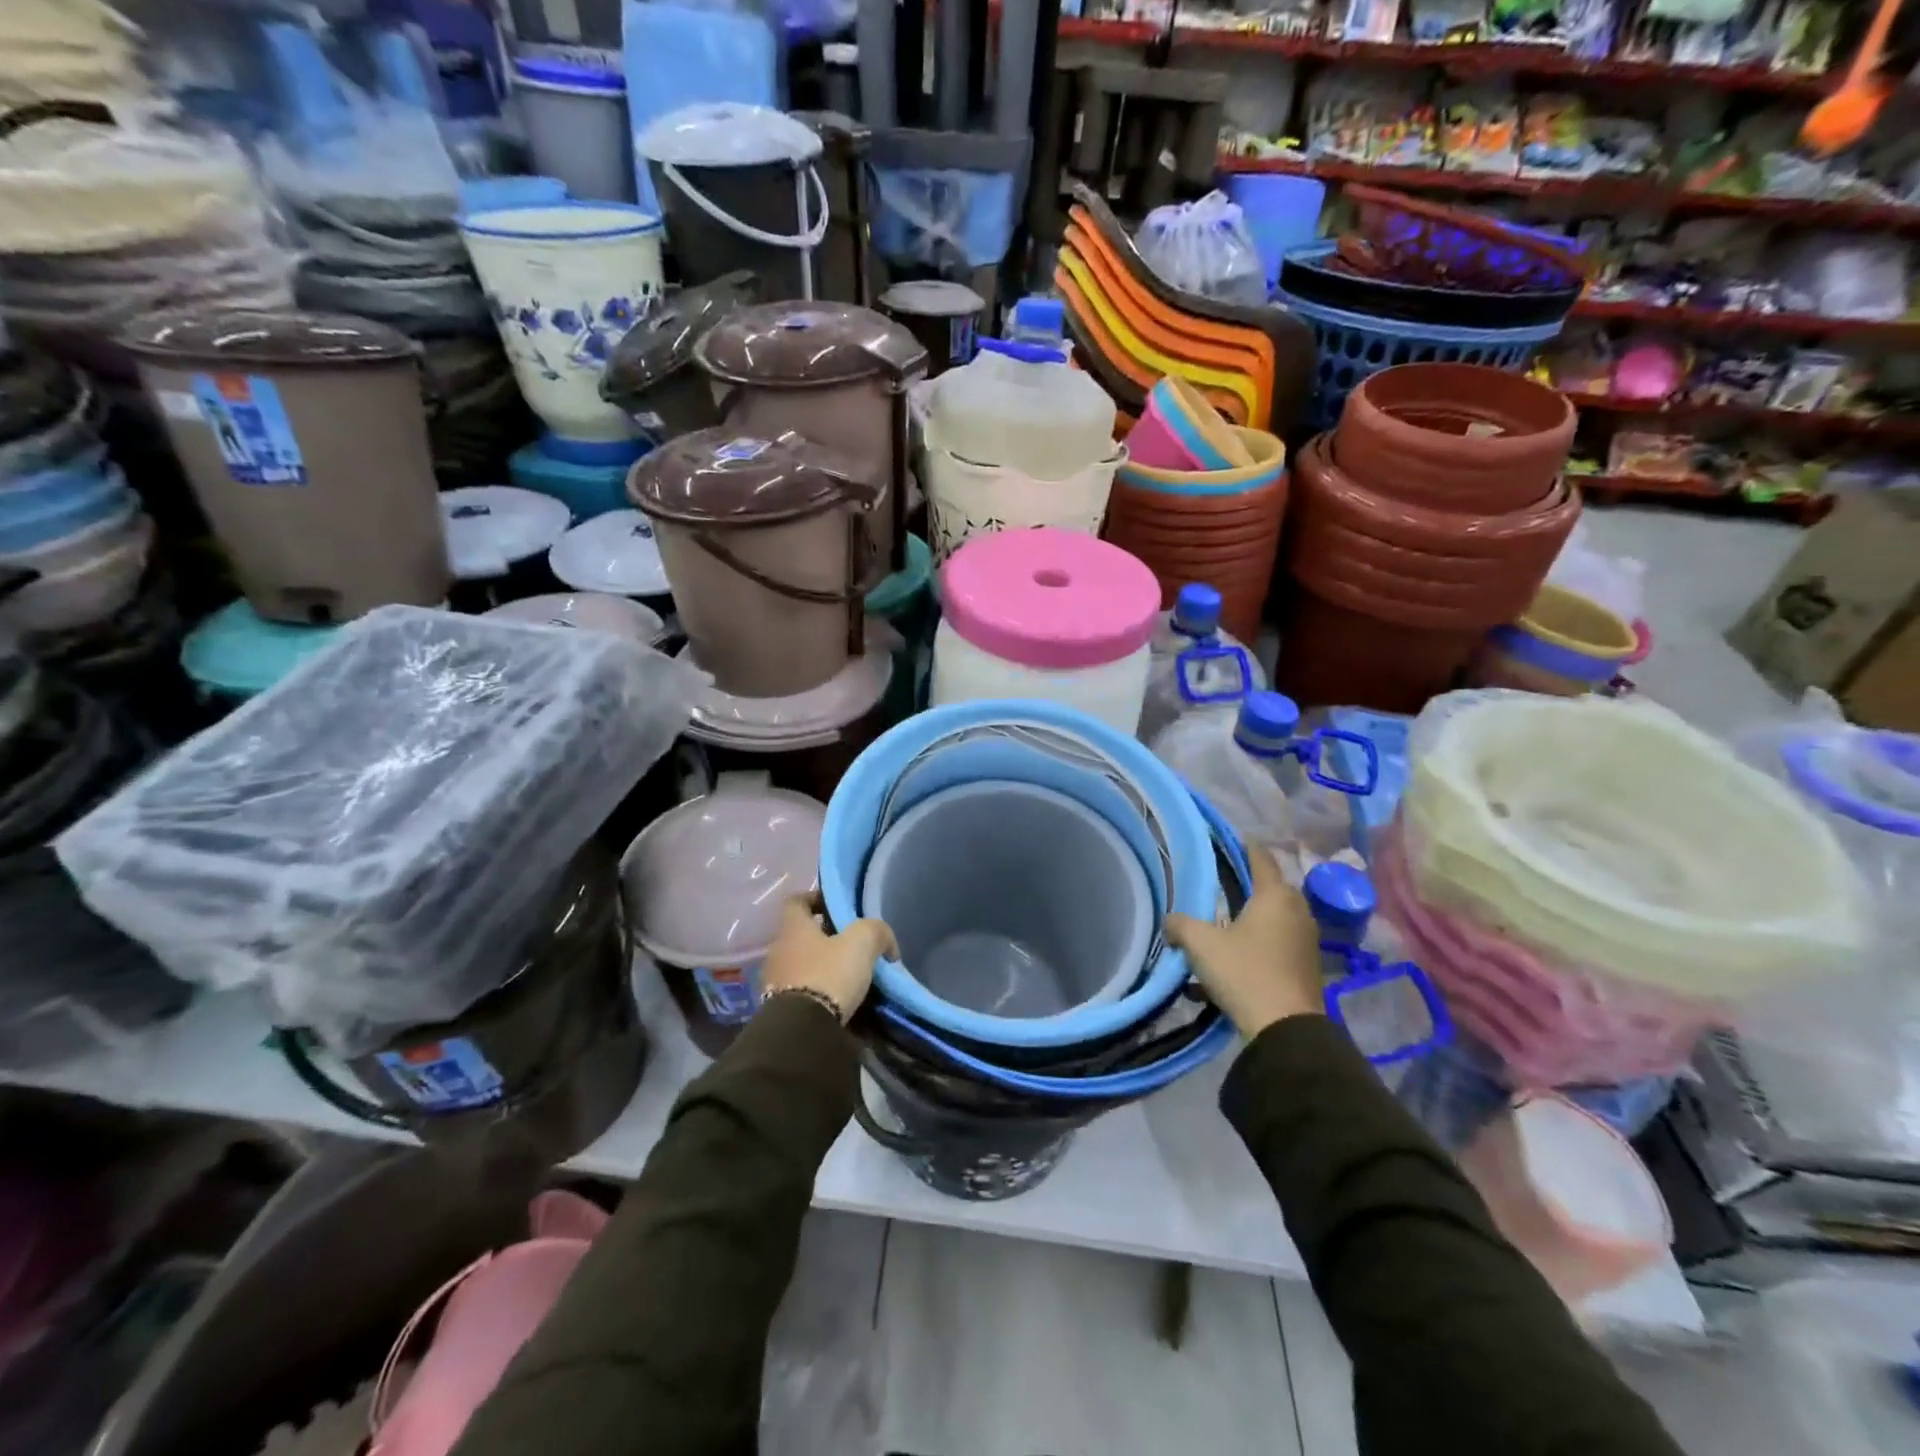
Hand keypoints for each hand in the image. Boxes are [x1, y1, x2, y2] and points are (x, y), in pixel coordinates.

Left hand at [759, 892, 897, 1023]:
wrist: (802, 1030)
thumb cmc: (829, 974)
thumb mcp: (862, 942)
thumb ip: (876, 931)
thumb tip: (886, 942)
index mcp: (792, 927)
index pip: (797, 901)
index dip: (816, 899)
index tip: (836, 907)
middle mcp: (777, 950)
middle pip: (800, 935)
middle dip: (824, 938)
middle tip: (851, 946)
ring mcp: (773, 981)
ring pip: (800, 964)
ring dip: (820, 967)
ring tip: (847, 977)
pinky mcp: (777, 1009)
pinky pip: (800, 991)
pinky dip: (816, 992)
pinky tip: (837, 1001)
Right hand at [1165, 844, 1323, 1040]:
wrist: (1285, 1029)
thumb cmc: (1244, 972)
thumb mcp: (1200, 944)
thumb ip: (1180, 924)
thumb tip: (1169, 921)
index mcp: (1275, 895)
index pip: (1261, 858)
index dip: (1246, 845)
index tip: (1233, 837)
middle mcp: (1297, 910)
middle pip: (1271, 888)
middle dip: (1248, 884)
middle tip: (1222, 883)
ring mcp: (1306, 939)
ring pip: (1275, 917)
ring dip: (1253, 917)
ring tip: (1226, 922)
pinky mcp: (1307, 966)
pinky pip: (1279, 942)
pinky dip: (1259, 942)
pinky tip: (1234, 959)